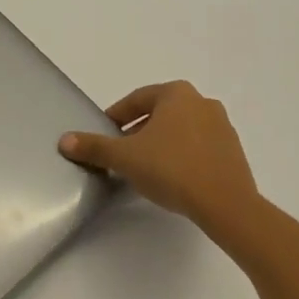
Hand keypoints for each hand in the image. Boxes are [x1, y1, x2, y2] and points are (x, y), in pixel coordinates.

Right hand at [59, 81, 257, 226]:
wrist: (226, 206)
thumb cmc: (172, 169)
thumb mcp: (125, 157)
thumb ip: (95, 147)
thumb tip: (65, 140)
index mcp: (176, 93)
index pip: (136, 100)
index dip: (116, 117)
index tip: (105, 134)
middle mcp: (202, 102)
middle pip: (159, 113)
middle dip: (139, 131)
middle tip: (123, 153)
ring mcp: (222, 126)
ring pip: (180, 130)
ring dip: (161, 143)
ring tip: (146, 168)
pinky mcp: (234, 152)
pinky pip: (199, 147)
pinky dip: (182, 156)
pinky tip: (173, 179)